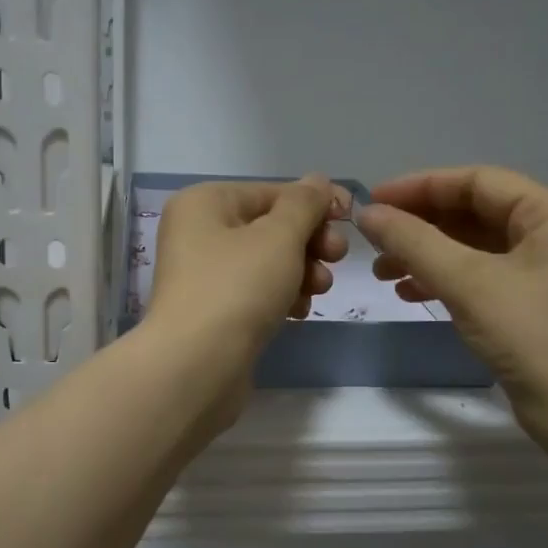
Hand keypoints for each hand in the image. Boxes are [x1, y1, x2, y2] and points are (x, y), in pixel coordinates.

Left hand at [148, 175, 348, 372]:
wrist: (197, 366)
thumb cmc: (237, 287)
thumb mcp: (279, 236)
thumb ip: (304, 204)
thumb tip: (317, 181)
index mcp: (204, 203)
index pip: (270, 192)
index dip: (314, 203)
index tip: (351, 218)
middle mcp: (198, 234)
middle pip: (269, 227)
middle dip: (309, 242)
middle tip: (337, 258)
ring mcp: (204, 276)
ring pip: (267, 263)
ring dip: (301, 272)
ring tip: (319, 289)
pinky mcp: (214, 312)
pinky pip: (256, 293)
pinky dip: (281, 297)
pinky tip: (297, 313)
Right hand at [356, 167, 547, 436]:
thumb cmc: (531, 337)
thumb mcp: (468, 282)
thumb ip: (414, 242)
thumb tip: (368, 213)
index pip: (478, 181)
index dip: (420, 186)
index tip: (373, 200)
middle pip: (475, 212)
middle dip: (421, 225)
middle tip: (374, 239)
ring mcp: (547, 269)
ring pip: (475, 246)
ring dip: (427, 254)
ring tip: (383, 271)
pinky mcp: (536, 301)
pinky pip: (483, 274)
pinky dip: (446, 279)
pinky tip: (410, 292)